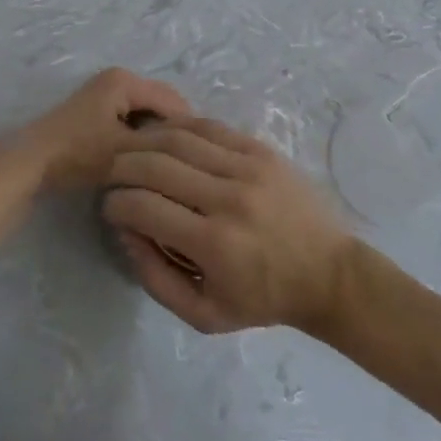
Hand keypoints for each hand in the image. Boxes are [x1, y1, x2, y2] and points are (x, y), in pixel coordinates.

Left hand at [0, 67, 190, 192]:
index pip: (174, 102)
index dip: (189, 132)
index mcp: (125, 80)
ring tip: (168, 167)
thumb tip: (193, 151)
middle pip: (161, 105)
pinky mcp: (95, 110)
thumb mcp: (126, 152)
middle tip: (186, 166)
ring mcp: (103, 93)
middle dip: (173, 133)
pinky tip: (144, 163)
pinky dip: (139, 138)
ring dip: (156, 137)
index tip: (200, 163)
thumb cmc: (78, 153)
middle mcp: (116, 78)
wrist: (30, 162)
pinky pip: (130, 120)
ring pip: (145, 115)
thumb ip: (163, 148)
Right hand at [102, 115, 358, 334]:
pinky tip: (163, 135)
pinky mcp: (260, 151)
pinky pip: (208, 126)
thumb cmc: (264, 299)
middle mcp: (228, 199)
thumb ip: (154, 278)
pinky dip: (177, 127)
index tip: (110, 209)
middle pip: (154, 165)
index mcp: (214, 244)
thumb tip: (124, 232)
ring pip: (177, 137)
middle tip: (112, 176)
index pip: (143, 207)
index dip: (115, 205)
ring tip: (132, 152)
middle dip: (121, 167)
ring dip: (144, 141)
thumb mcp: (204, 314)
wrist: (330, 274)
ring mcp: (247, 168)